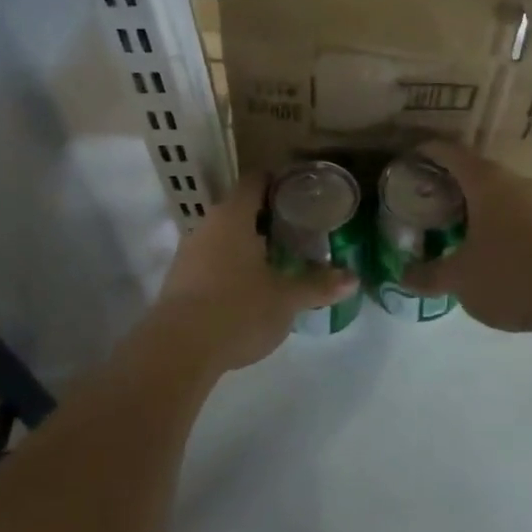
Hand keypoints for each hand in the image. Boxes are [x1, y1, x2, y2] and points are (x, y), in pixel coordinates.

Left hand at [147, 173, 357, 373]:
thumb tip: (353, 278)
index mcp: (233, 216)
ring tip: (277, 261)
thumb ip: (318, 285)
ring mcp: (188, 253)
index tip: (300, 193)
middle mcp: (207, 225)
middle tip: (297, 230)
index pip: (255, 181)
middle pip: (239, 209)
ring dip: (246, 245)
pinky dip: (230, 267)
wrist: (178, 350)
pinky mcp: (178, 280)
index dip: (277, 182)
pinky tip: (248, 289)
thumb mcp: (286, 299)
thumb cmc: (238, 309)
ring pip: (223, 237)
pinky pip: (210, 261)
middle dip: (266, 218)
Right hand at [403, 141, 531, 333]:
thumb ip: (428, 275)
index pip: (448, 151)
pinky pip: (513, 213)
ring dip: (472, 204)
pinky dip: (493, 222)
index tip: (406, 160)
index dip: (424, 151)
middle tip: (422, 199)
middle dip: (446, 182)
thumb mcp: (459, 278)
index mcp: (484, 180)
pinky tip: (483, 247)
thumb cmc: (510, 274)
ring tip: (449, 224)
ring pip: (495, 193)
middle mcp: (512, 181)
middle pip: (472, 170)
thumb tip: (402, 277)